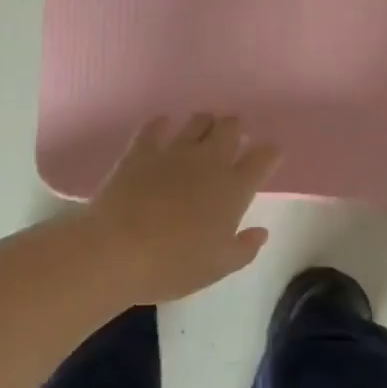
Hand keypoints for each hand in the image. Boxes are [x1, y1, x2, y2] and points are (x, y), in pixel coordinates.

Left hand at [86, 114, 281, 302]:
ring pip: (198, 120)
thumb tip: (260, 232)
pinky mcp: (141, 149)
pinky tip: (162, 129)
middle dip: (235, 130)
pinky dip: (162, 125)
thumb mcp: (217, 267)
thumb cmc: (173, 265)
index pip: (263, 157)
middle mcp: (209, 161)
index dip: (270, 153)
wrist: (116, 251)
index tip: (268, 156)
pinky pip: (155, 125)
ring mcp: (174, 150)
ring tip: (200, 135)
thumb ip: (244, 248)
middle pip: (231, 127)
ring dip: (204, 124)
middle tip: (231, 143)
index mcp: (234, 189)